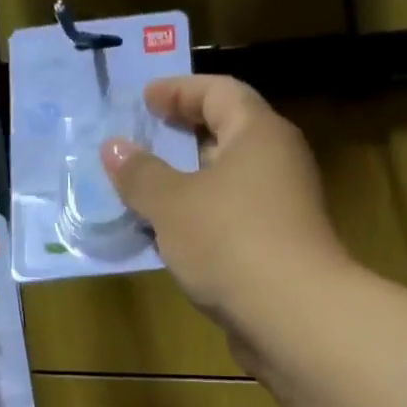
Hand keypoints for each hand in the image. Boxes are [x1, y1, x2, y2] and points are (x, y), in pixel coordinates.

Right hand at [101, 76, 353, 338]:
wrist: (292, 315)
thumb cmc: (230, 242)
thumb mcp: (172, 205)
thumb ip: (140, 175)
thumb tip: (113, 147)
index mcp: (259, 134)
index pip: (220, 92)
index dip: (179, 90)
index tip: (145, 100)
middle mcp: (279, 164)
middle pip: (229, 138)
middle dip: (184, 140)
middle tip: (145, 147)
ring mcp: (284, 211)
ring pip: (230, 187)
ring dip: (191, 189)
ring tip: (148, 199)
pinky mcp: (279, 251)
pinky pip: (233, 224)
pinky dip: (203, 224)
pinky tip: (174, 244)